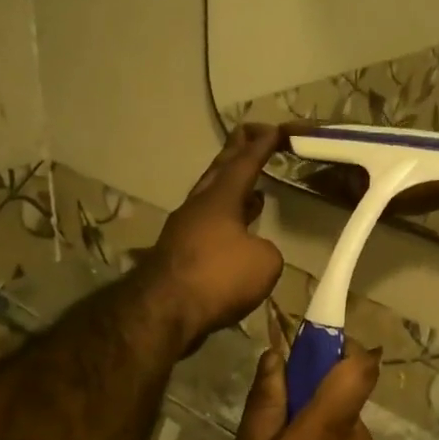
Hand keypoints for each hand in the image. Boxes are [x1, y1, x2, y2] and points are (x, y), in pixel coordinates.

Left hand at [138, 125, 286, 348]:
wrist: (165, 310)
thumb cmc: (218, 277)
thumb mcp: (264, 262)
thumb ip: (267, 249)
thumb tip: (254, 250)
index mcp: (220, 198)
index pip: (244, 163)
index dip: (261, 145)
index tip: (273, 128)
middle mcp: (198, 207)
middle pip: (219, 172)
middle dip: (236, 153)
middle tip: (250, 136)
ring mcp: (184, 230)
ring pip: (211, 200)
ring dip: (232, 192)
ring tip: (253, 191)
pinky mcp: (178, 255)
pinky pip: (208, 228)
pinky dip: (225, 222)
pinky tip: (236, 235)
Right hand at [221, 322, 382, 439]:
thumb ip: (265, 404)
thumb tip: (275, 356)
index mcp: (332, 426)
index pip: (359, 364)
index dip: (338, 346)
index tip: (305, 349)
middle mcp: (361, 439)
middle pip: (342, 395)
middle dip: (309, 398)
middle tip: (267, 429)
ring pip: (340, 426)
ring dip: (313, 432)